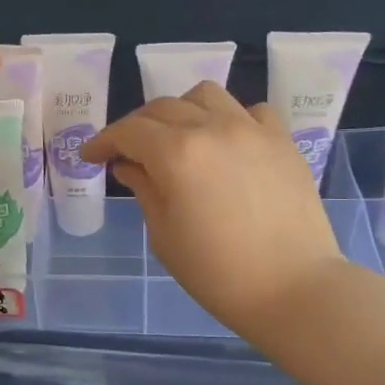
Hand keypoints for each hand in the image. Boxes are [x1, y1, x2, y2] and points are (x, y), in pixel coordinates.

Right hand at [80, 82, 346, 343]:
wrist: (293, 289)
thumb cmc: (217, 273)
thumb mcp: (164, 234)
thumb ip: (144, 189)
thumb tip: (129, 165)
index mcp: (177, 153)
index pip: (128, 131)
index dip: (103, 140)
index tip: (91, 156)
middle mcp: (213, 128)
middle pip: (162, 107)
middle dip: (136, 126)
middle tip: (127, 151)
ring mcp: (252, 130)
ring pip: (205, 95)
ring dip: (181, 110)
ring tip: (177, 137)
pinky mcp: (283, 140)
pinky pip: (250, 111)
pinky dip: (229, 119)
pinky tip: (226, 143)